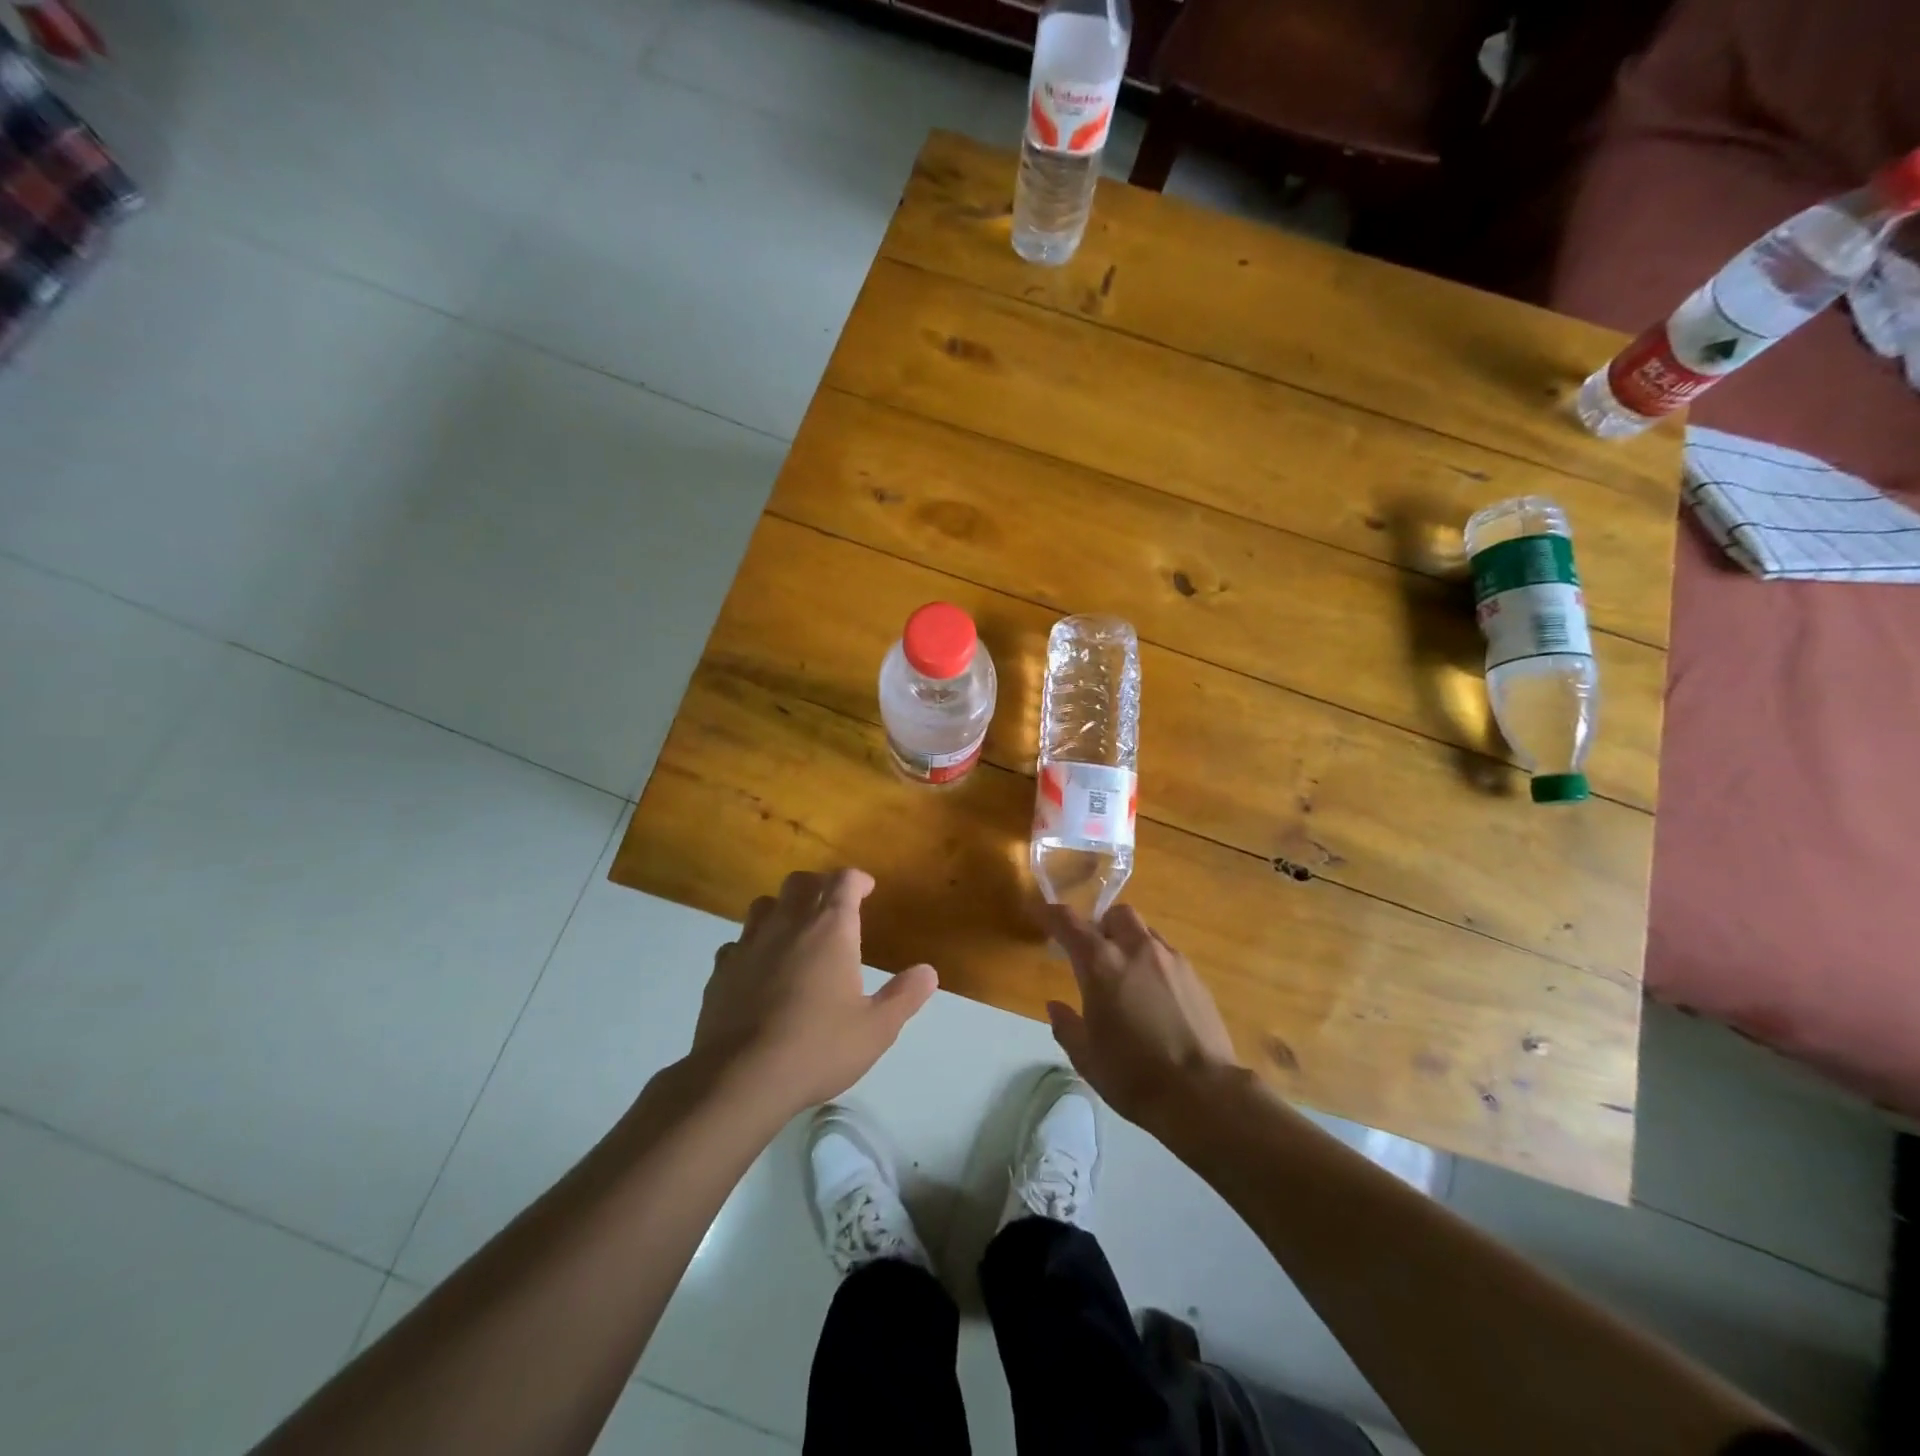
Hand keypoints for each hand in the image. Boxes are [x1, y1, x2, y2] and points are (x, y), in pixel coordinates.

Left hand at [689, 869, 936, 1119]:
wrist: (740, 1078)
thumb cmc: (818, 1048)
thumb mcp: (876, 1029)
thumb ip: (904, 996)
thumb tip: (928, 972)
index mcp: (830, 929)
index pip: (844, 881)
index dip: (857, 880)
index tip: (867, 889)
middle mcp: (788, 924)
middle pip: (800, 882)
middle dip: (819, 884)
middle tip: (832, 904)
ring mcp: (749, 944)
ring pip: (764, 904)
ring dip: (783, 908)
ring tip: (795, 930)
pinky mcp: (721, 971)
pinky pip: (737, 943)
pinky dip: (753, 946)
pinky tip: (759, 968)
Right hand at [1042, 903, 1240, 1130]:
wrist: (1203, 1094)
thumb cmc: (1134, 1076)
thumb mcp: (1086, 1058)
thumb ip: (1067, 1026)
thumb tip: (1055, 1006)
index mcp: (1101, 965)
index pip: (1068, 923)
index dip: (1050, 914)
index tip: (1040, 912)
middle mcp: (1137, 950)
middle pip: (1117, 914)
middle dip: (1101, 925)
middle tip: (1094, 953)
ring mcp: (1171, 960)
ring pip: (1145, 932)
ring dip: (1130, 943)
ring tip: (1127, 977)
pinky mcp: (1196, 977)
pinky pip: (1167, 955)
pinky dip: (1154, 964)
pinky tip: (1155, 998)